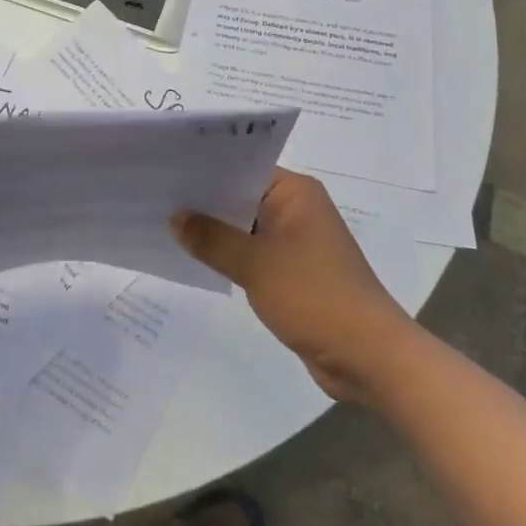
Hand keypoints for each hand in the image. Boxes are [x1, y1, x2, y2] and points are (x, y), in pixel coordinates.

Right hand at [172, 168, 412, 402]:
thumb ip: (212, 238)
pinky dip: (229, 255)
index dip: (204, 168)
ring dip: (215, 230)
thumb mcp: (255, 264)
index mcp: (295, 192)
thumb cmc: (315, 296)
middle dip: (204, 201)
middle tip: (156, 195)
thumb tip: (174, 216)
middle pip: (241, 195)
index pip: (242, 166)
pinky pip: (252, 252)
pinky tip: (195, 257)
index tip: (166, 168)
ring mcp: (296, 241)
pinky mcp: (294, 272)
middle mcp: (297, 208)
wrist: (370, 359)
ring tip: (166, 223)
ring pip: (245, 226)